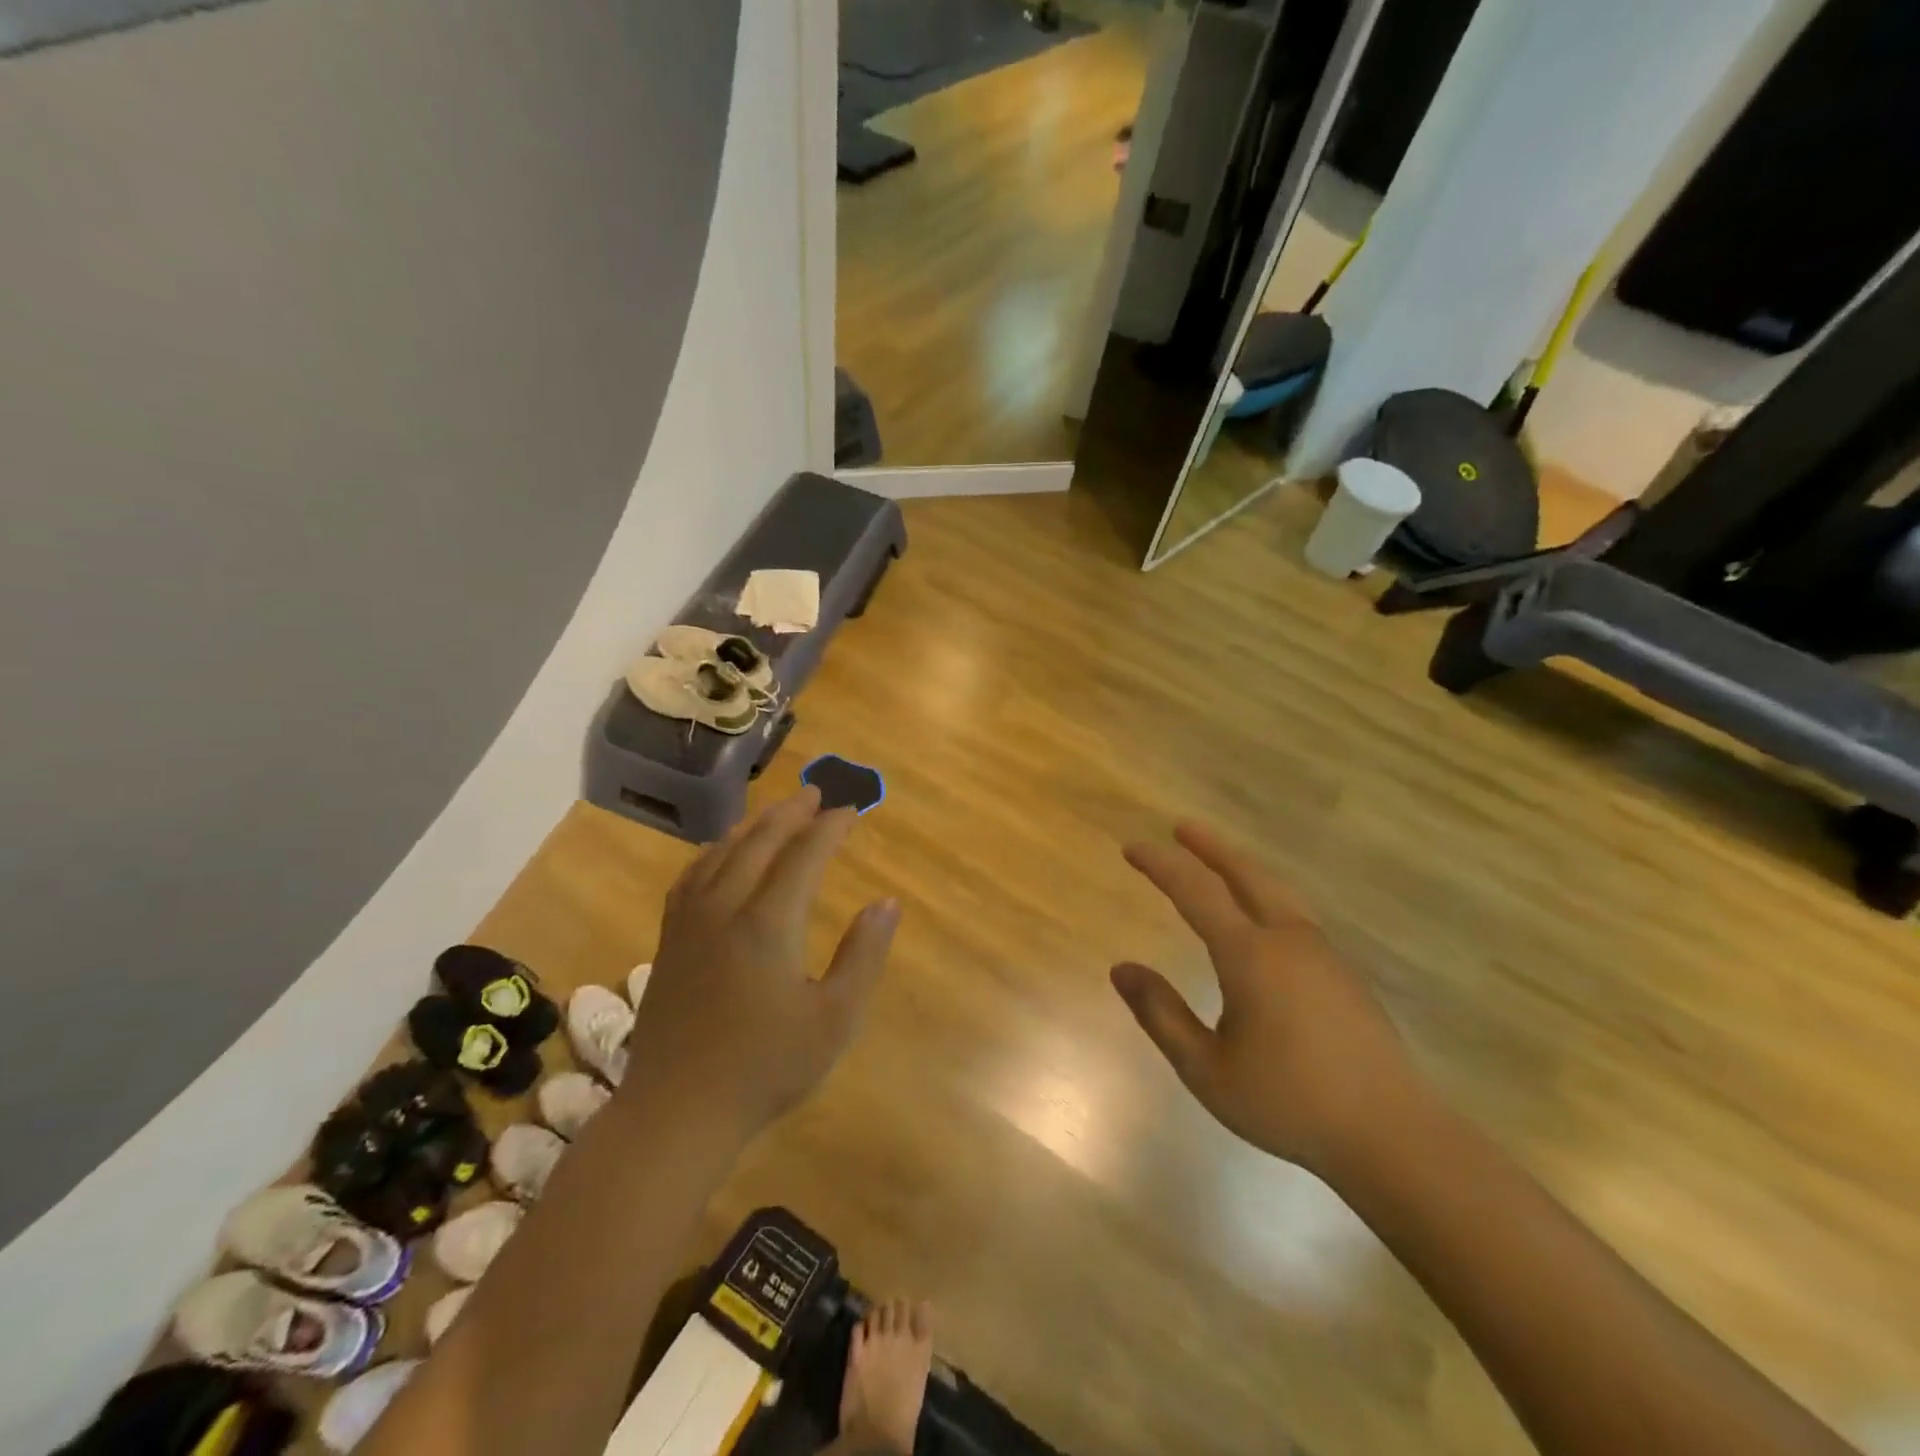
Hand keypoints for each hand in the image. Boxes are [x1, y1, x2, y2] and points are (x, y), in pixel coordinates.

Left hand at [626, 787, 899, 1135]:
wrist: (678, 1110)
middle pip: (759, 842)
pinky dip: (714, 852)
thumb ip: (864, 955)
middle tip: (815, 793)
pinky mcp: (668, 939)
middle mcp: (725, 908)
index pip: (804, 855)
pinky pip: (691, 875)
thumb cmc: (766, 1067)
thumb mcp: (835, 1019)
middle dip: (791, 813)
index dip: (830, 828)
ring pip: (721, 853)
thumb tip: (887, 903)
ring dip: (753, 826)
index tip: (851, 810)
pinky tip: (721, 854)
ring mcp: (690, 922)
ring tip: (775, 812)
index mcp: (769, 923)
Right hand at [1113, 823, 1422, 1176]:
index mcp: (1250, 955)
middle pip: (1246, 874)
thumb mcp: (1206, 1069)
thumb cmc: (1289, 1103)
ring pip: (1277, 892)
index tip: (1132, 848)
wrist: (1393, 1135)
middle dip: (1211, 847)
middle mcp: (1288, 940)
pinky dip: (1266, 895)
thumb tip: (1122, 969)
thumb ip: (1161, 1014)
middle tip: (1182, 827)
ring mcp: (1323, 954)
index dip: (1161, 865)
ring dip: (1242, 868)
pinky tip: (1262, 918)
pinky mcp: (1344, 974)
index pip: (1195, 892)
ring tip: (1220, 862)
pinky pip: (1295, 915)